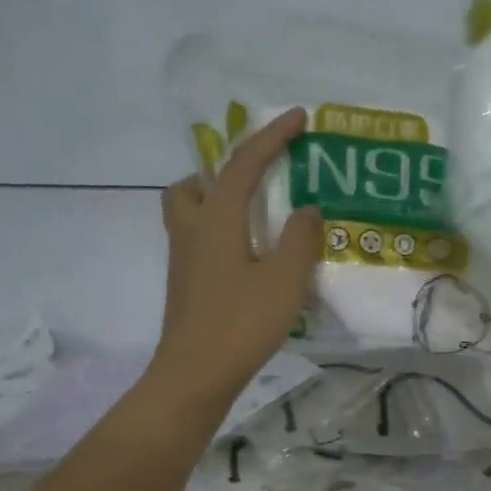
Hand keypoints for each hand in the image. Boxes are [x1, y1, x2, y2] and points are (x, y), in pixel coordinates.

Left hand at [148, 108, 322, 406]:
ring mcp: (183, 260)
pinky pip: (198, 240)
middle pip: (195, 184)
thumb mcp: (284, 280)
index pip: (243, 164)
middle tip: (257, 179)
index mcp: (217, 220)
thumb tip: (308, 209)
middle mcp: (192, 230)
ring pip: (190, 212)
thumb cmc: (241, 323)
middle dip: (224, 171)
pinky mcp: (185, 285)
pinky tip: (248, 258)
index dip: (271, 137)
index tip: (297, 117)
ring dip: (217, 201)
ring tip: (254, 217)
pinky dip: (220, 233)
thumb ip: (300, 239)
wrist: (195, 374)